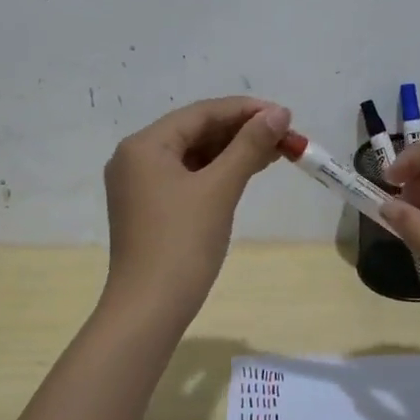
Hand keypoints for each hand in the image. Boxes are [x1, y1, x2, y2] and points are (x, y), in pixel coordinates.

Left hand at [101, 96, 291, 324]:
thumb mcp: (220, 189)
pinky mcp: (149, 208)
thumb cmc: (183, 243)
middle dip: (241, 131)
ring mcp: (140, 185)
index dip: (245, 111)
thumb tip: (279, 113)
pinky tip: (246, 171)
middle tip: (284, 135)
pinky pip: (186, 177)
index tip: (284, 115)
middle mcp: (135, 158)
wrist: (149, 309)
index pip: (201, 113)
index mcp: (144, 145)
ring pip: (193, 155)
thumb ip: (249, 146)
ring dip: (232, 151)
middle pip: (195, 131)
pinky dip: (217, 172)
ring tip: (274, 151)